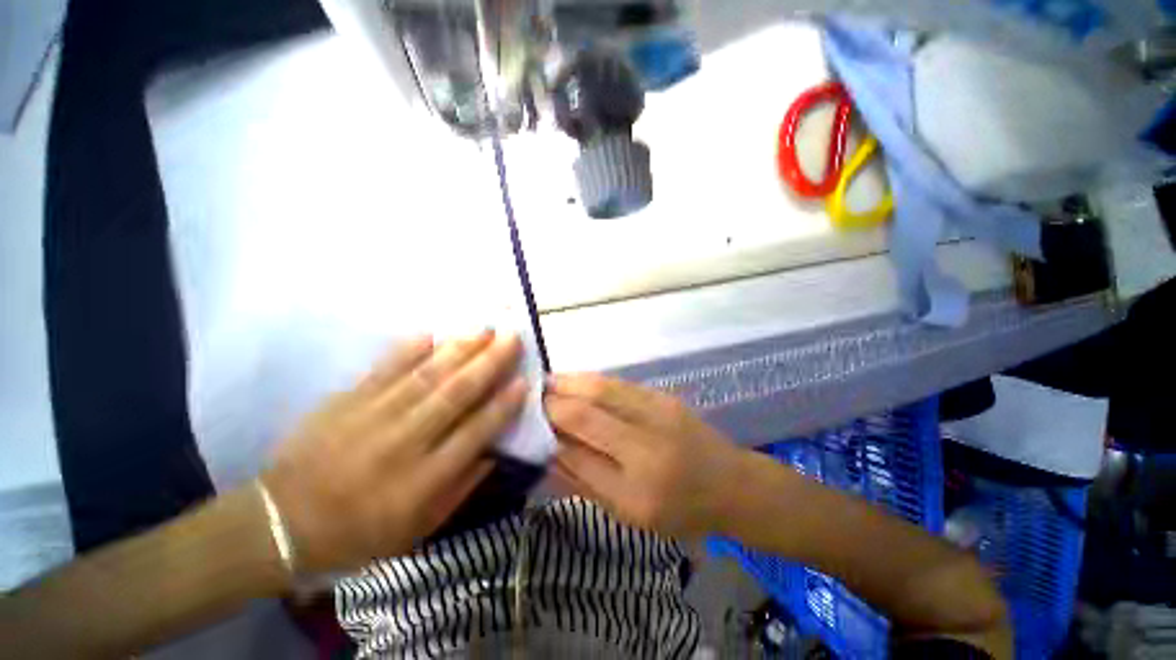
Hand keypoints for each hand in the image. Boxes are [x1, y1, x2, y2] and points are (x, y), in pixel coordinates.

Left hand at [261, 331, 526, 573]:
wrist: (278, 525)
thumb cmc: (357, 535)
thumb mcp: (418, 529)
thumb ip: (460, 488)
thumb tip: (494, 451)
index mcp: (423, 480)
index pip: (475, 433)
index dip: (502, 405)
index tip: (523, 381)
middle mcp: (403, 443)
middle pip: (455, 395)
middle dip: (489, 363)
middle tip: (513, 338)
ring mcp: (371, 418)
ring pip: (425, 376)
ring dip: (459, 350)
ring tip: (484, 329)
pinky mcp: (343, 403)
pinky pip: (381, 370)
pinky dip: (407, 350)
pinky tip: (430, 334)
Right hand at [544, 373, 745, 539]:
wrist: (731, 484)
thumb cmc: (681, 510)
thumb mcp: (629, 515)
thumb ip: (586, 482)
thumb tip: (549, 452)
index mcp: (637, 487)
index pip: (579, 450)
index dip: (550, 430)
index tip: (529, 420)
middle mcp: (647, 443)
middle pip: (589, 410)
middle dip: (555, 399)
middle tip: (533, 395)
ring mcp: (659, 412)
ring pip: (603, 388)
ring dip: (571, 382)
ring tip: (549, 382)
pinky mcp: (664, 396)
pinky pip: (619, 384)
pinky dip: (593, 380)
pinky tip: (578, 382)